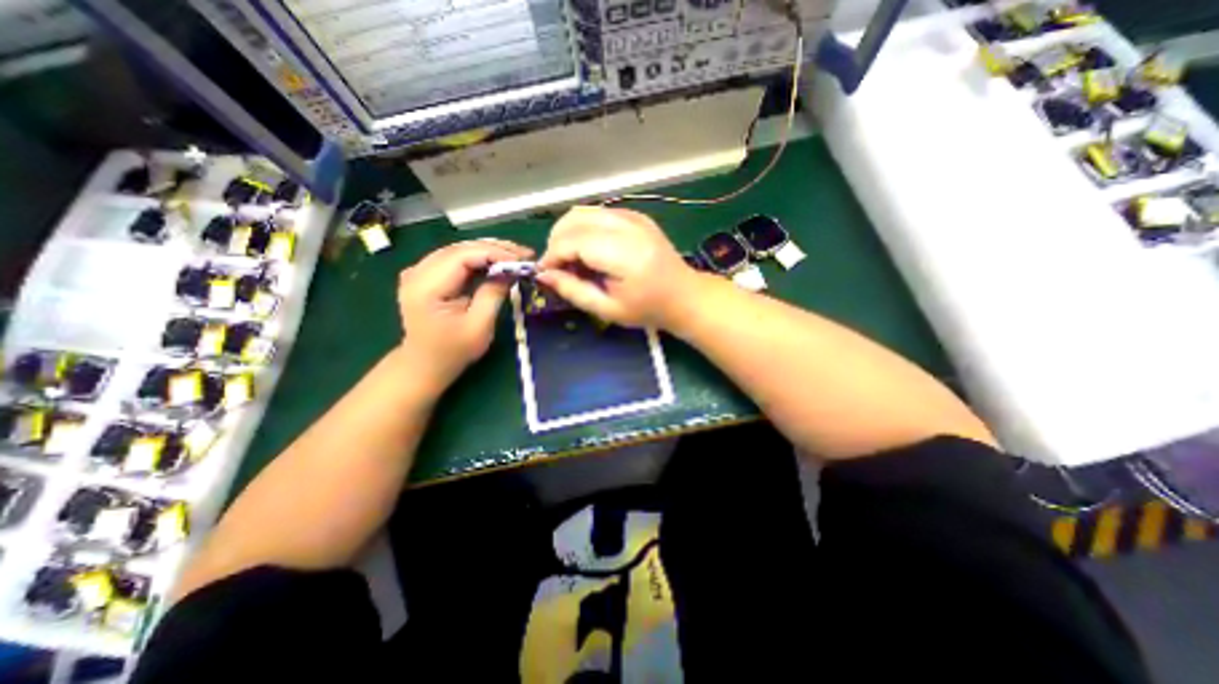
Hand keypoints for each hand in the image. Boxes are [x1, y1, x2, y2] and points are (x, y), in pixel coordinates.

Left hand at [402, 237, 533, 388]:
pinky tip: (497, 261)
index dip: (493, 253)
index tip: (521, 259)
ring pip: (458, 250)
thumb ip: (493, 294)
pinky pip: (455, 258)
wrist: (425, 364)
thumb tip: (511, 270)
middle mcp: (417, 272)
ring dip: (489, 250)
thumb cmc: (453, 351)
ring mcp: (418, 271)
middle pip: (460, 249)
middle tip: (524, 254)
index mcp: (425, 288)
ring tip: (516, 256)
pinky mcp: (425, 274)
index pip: (461, 256)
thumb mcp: (479, 327)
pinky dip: (478, 257)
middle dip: (495, 248)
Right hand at [540, 206, 700, 327]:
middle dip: (556, 242)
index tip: (545, 273)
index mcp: (624, 254)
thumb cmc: (647, 309)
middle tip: (558, 267)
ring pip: (583, 211)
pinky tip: (589, 249)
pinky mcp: (635, 215)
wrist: (683, 295)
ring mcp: (633, 216)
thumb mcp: (608, 309)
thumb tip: (543, 274)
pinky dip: (584, 227)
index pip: (573, 241)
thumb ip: (573, 290)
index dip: (552, 255)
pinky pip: (598, 212)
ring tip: (572, 259)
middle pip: (574, 219)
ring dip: (568, 232)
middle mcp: (628, 226)